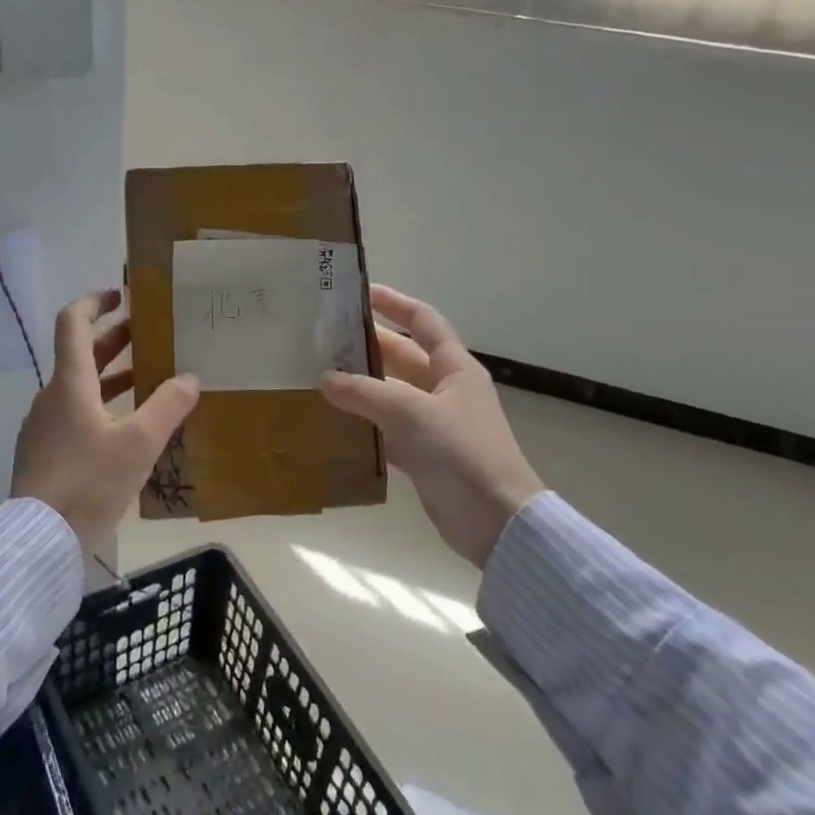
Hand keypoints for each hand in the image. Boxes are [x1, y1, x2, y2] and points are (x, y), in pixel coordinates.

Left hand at [11, 289, 200, 553]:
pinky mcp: (44, 452)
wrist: (39, 539)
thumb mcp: (139, 444)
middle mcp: (51, 397)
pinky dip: (101, 406)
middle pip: (80, 354)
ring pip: (79, 387)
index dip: (95, 301)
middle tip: (148, 336)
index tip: (121, 295)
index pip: (73, 322)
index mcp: (69, 383)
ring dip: (110, 376)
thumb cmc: (89, 481)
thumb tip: (190, 377)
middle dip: (113, 340)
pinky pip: (74, 414)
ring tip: (146, 378)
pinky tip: (126, 428)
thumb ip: (168, 406)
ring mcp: (44, 426)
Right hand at [321, 285, 543, 569]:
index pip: (424, 321)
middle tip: (324, 339)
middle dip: (367, 346)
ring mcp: (435, 424)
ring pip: (391, 395)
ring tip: (319, 377)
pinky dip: (364, 427)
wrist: (496, 521)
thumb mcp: (409, 412)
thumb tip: (325, 378)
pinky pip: (387, 432)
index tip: (361, 293)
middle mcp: (446, 390)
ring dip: (360, 388)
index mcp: (454, 368)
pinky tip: (334, 424)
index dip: (395, 303)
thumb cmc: (460, 452)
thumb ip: (364, 392)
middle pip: (402, 357)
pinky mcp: (425, 457)